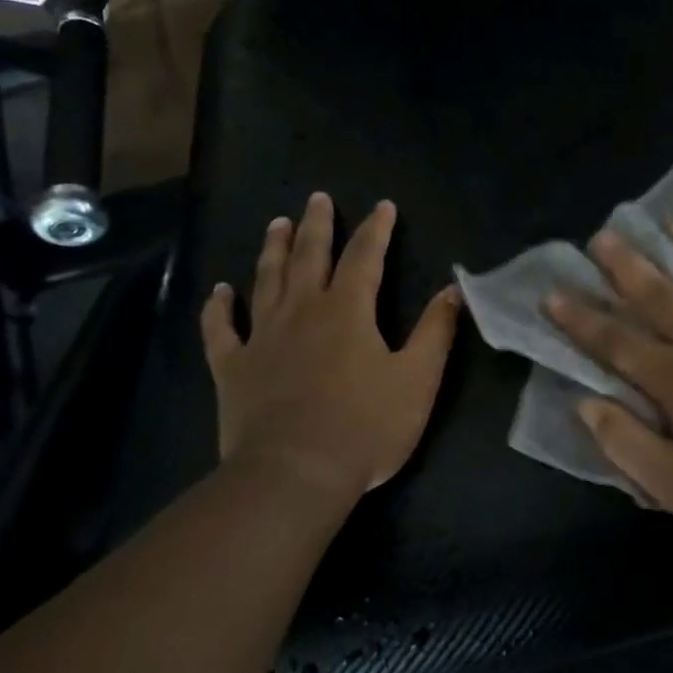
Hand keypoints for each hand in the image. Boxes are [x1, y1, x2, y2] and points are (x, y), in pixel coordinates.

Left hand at [200, 193, 460, 509]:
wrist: (295, 474)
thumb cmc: (365, 427)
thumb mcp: (418, 380)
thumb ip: (436, 332)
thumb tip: (453, 290)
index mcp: (348, 311)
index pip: (364, 257)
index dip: (375, 229)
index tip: (382, 206)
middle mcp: (302, 311)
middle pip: (309, 257)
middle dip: (317, 225)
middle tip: (316, 198)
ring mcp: (262, 337)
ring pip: (266, 280)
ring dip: (272, 249)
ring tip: (276, 223)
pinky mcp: (233, 367)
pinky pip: (221, 330)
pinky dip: (219, 308)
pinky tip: (220, 291)